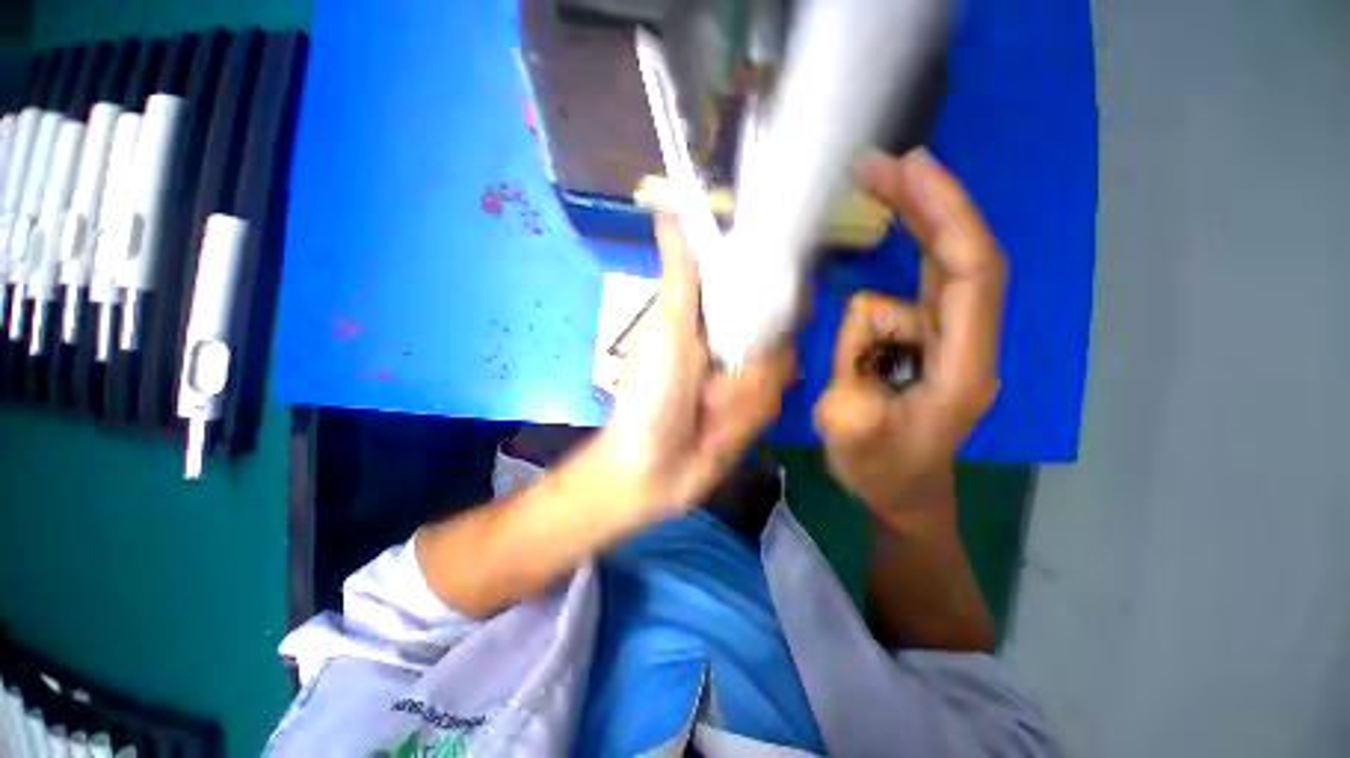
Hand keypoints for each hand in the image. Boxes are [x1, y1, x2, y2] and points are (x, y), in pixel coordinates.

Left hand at [574, 214, 795, 523]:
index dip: (784, 294)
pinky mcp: (754, 417)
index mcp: (716, 320)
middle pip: (783, 340)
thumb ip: (681, 276)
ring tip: (705, 415)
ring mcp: (748, 383)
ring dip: (738, 402)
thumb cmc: (649, 396)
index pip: (769, 293)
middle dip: (750, 369)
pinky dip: (740, 424)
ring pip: (779, 378)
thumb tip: (668, 209)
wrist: (649, 469)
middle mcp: (737, 346)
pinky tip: (714, 435)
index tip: (788, 303)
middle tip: (710, 388)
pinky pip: (771, 410)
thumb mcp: (667, 331)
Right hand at [814, 148, 1006, 519]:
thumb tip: (858, 328)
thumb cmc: (883, 472)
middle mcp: (965, 341)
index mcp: (962, 367)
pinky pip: (905, 295)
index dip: (948, 215)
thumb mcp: (854, 441)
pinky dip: (878, 293)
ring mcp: (946, 338)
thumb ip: (853, 387)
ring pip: (931, 272)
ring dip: (902, 244)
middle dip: (926, 203)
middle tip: (878, 165)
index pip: (973, 273)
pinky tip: (857, 329)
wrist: (901, 491)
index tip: (910, 170)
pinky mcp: (923, 339)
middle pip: (960, 254)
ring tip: (863, 253)